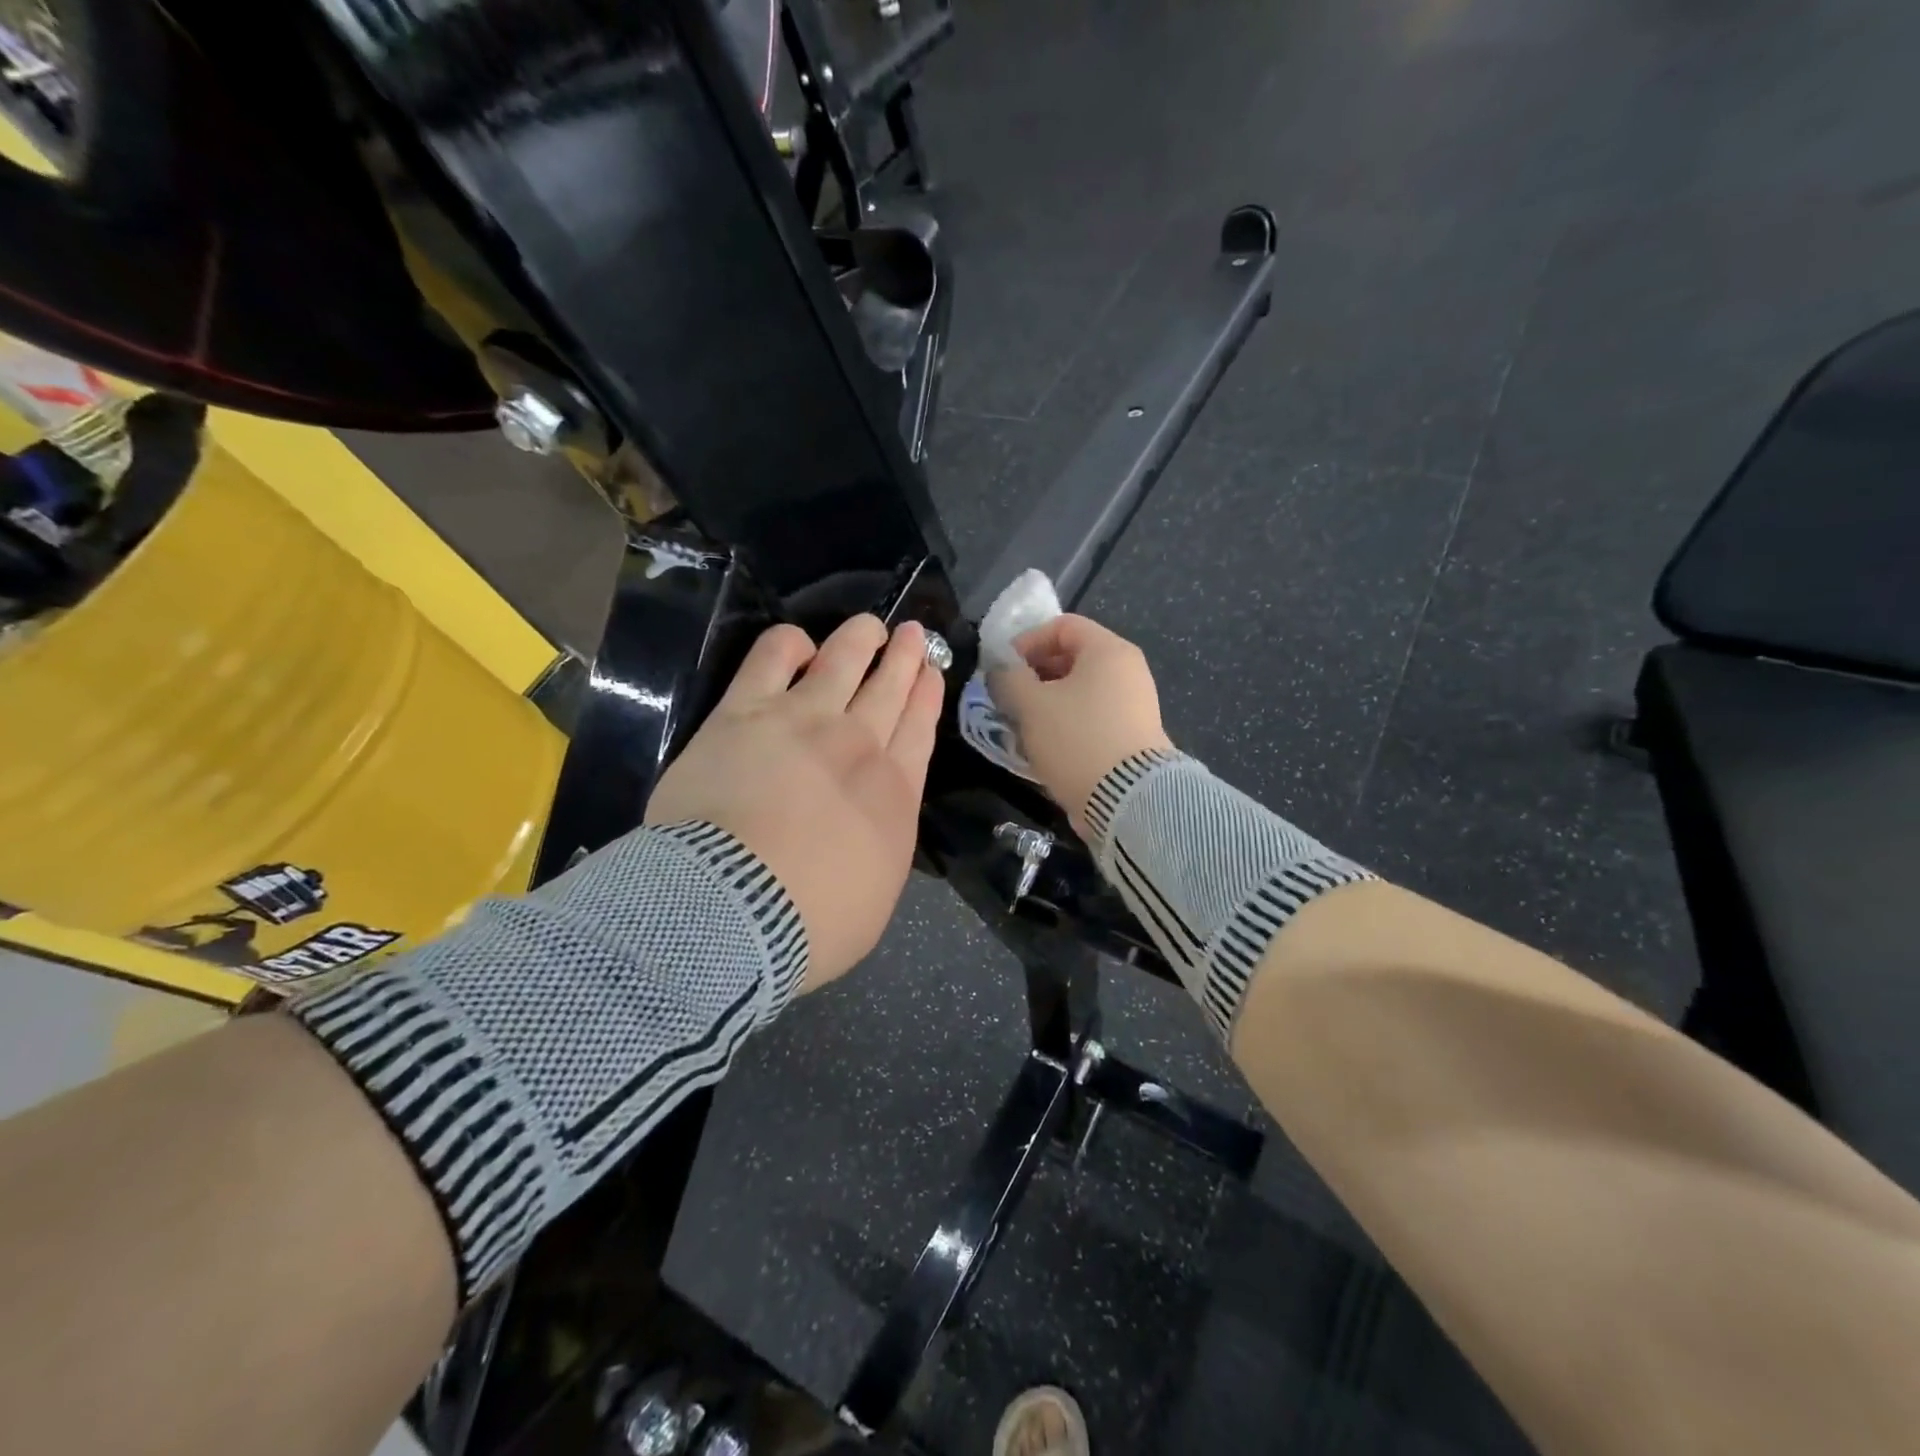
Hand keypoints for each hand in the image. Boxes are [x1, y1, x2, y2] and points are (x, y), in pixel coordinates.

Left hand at [647, 615, 942, 989]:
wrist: (735, 910)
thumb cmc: (811, 922)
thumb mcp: (877, 896)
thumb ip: (882, 844)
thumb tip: (874, 821)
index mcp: (894, 792)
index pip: (919, 728)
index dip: (926, 694)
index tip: (930, 670)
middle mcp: (857, 744)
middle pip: (889, 687)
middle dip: (905, 656)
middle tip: (911, 633)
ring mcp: (803, 720)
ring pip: (843, 660)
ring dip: (861, 639)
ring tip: (870, 626)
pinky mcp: (745, 712)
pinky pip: (772, 657)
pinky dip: (789, 643)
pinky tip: (797, 644)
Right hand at [986, 614, 1173, 836]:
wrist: (1129, 799)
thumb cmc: (1077, 739)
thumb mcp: (1031, 705)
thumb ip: (1009, 679)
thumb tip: (1002, 670)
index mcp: (1108, 650)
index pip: (1063, 625)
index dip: (1027, 641)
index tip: (1003, 669)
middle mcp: (1128, 670)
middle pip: (1073, 657)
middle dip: (1035, 674)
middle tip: (1009, 698)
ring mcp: (1135, 704)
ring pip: (1081, 690)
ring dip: (1048, 702)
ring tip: (1023, 725)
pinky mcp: (1134, 736)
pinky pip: (1093, 716)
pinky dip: (1068, 722)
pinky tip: (1048, 746)